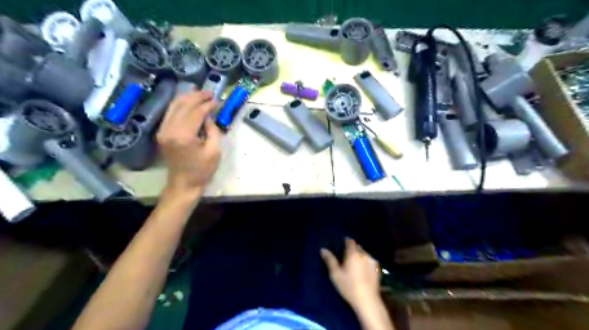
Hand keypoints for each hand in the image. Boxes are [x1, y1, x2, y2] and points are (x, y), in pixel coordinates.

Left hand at [157, 89, 220, 195]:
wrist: (183, 184)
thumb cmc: (202, 171)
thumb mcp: (214, 151)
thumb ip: (212, 130)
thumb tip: (208, 116)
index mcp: (184, 136)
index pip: (196, 113)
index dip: (207, 105)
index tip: (217, 100)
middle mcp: (169, 130)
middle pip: (182, 105)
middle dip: (196, 97)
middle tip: (209, 92)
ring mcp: (163, 131)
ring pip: (173, 106)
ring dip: (187, 98)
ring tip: (199, 93)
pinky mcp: (162, 133)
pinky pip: (170, 113)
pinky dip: (179, 105)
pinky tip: (188, 102)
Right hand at [322, 238, 381, 309]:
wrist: (367, 301)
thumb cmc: (349, 287)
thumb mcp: (336, 274)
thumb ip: (330, 260)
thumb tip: (323, 249)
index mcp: (353, 254)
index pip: (350, 241)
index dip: (345, 241)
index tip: (341, 245)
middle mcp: (364, 254)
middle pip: (357, 247)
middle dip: (352, 249)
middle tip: (346, 257)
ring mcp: (372, 261)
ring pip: (364, 254)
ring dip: (359, 256)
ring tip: (354, 265)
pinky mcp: (378, 269)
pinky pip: (369, 261)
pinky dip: (365, 262)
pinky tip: (362, 271)